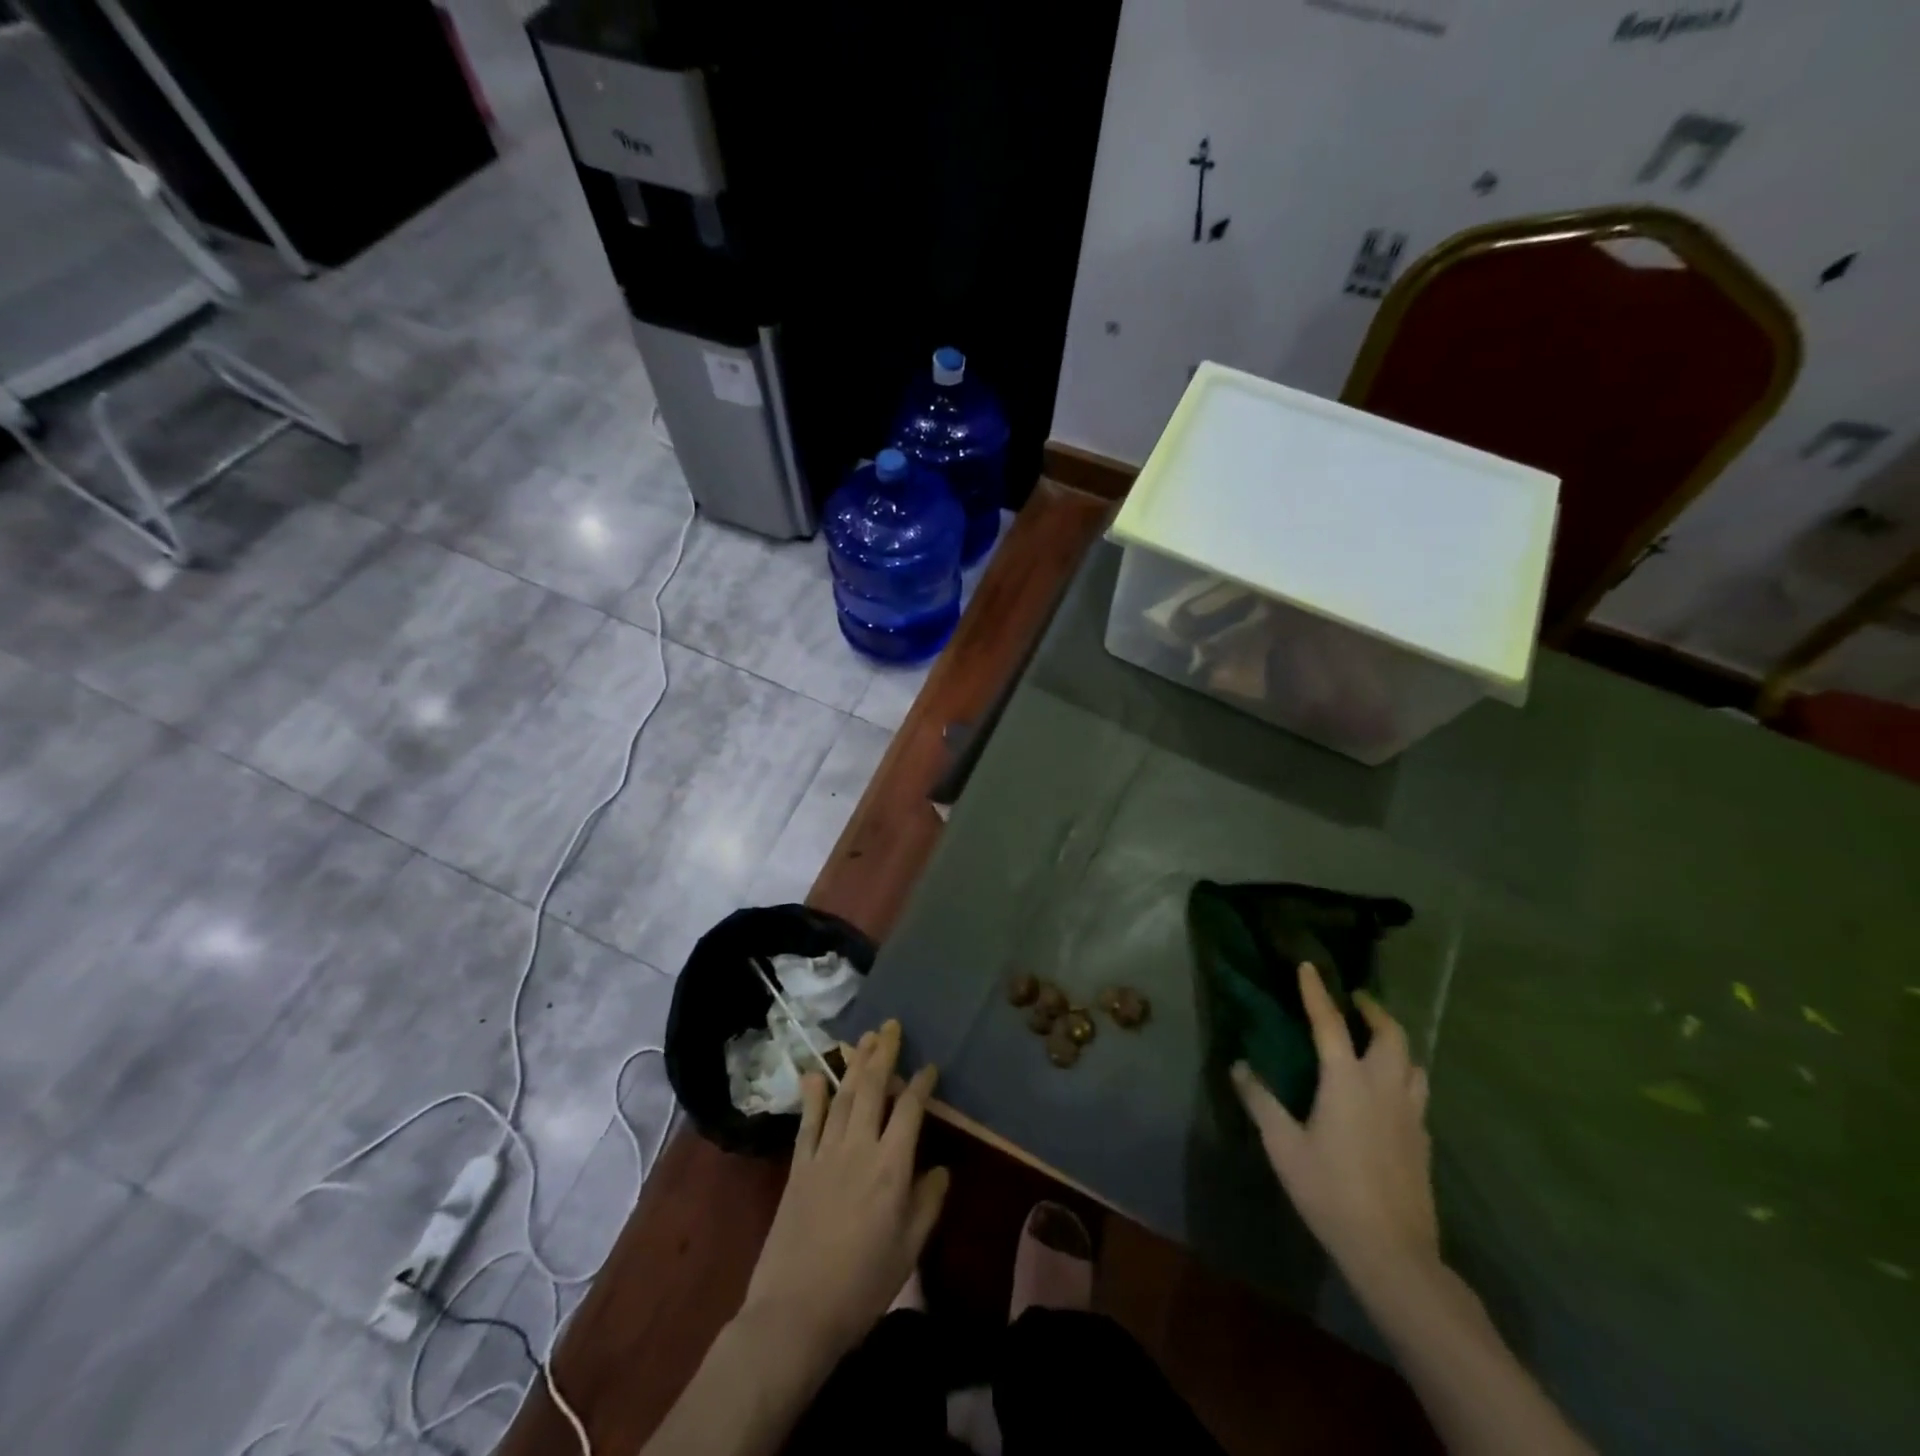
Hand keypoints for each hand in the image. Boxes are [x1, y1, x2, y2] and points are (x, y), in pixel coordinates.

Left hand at [740, 1019, 949, 1373]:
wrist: (796, 1313)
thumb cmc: (862, 1286)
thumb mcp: (909, 1250)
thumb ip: (928, 1203)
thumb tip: (942, 1168)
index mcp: (892, 1167)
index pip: (910, 1110)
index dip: (921, 1084)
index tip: (929, 1066)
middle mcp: (859, 1148)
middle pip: (874, 1088)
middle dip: (884, 1053)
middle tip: (891, 1026)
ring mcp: (825, 1153)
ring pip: (844, 1095)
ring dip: (855, 1063)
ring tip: (865, 1037)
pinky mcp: (799, 1167)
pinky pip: (808, 1121)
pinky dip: (813, 1094)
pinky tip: (816, 1073)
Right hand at [1231, 963, 1438, 1293]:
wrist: (1393, 1253)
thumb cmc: (1330, 1191)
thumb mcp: (1284, 1146)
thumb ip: (1261, 1101)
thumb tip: (1238, 1066)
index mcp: (1347, 1081)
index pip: (1330, 1023)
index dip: (1316, 992)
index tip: (1309, 966)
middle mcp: (1384, 1087)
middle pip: (1391, 1035)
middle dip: (1374, 1010)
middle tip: (1355, 1000)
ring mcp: (1411, 1115)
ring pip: (1413, 1063)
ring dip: (1395, 1042)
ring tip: (1376, 1041)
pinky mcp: (1423, 1141)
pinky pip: (1418, 1092)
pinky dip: (1404, 1076)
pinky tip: (1388, 1093)